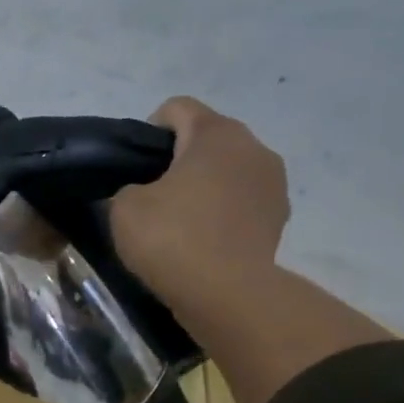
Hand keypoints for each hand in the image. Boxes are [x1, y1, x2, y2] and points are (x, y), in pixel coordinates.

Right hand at [110, 97, 289, 314]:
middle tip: (152, 195)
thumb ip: (129, 187)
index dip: (148, 131)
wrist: (226, 294)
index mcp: (216, 133)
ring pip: (228, 169)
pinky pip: (242, 199)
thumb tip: (143, 192)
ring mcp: (273, 182)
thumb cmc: (171, 238)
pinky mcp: (279, 216)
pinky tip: (203, 239)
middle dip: (179, 159)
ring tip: (180, 220)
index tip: (134, 168)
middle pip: (207, 137)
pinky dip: (222, 211)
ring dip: (205, 184)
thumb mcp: (124, 207)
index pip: (176, 108)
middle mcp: (253, 147)